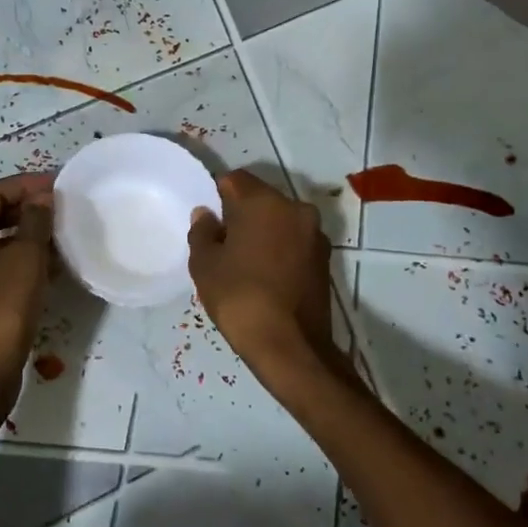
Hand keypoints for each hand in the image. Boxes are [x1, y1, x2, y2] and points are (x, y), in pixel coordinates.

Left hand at [0, 173, 54, 415]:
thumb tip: (40, 199)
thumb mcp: (26, 258)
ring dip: (24, 235)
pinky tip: (47, 270)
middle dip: (24, 208)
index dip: (23, 184)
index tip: (55, 186)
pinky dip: (20, 260)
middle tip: (58, 209)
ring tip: (58, 237)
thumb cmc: (3, 307)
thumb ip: (35, 223)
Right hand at [188, 170, 339, 374]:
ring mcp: (315, 234)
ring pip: (280, 220)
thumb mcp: (205, 265)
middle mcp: (295, 208)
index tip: (208, 220)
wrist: (292, 347)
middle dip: (241, 213)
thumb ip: (202, 232)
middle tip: (222, 242)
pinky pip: (294, 241)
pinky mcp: (325, 259)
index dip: (217, 194)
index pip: (235, 179)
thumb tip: (206, 214)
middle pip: (260, 198)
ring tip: (244, 261)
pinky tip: (265, 275)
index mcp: (264, 202)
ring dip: (263, 231)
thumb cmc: (240, 298)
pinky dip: (279, 249)